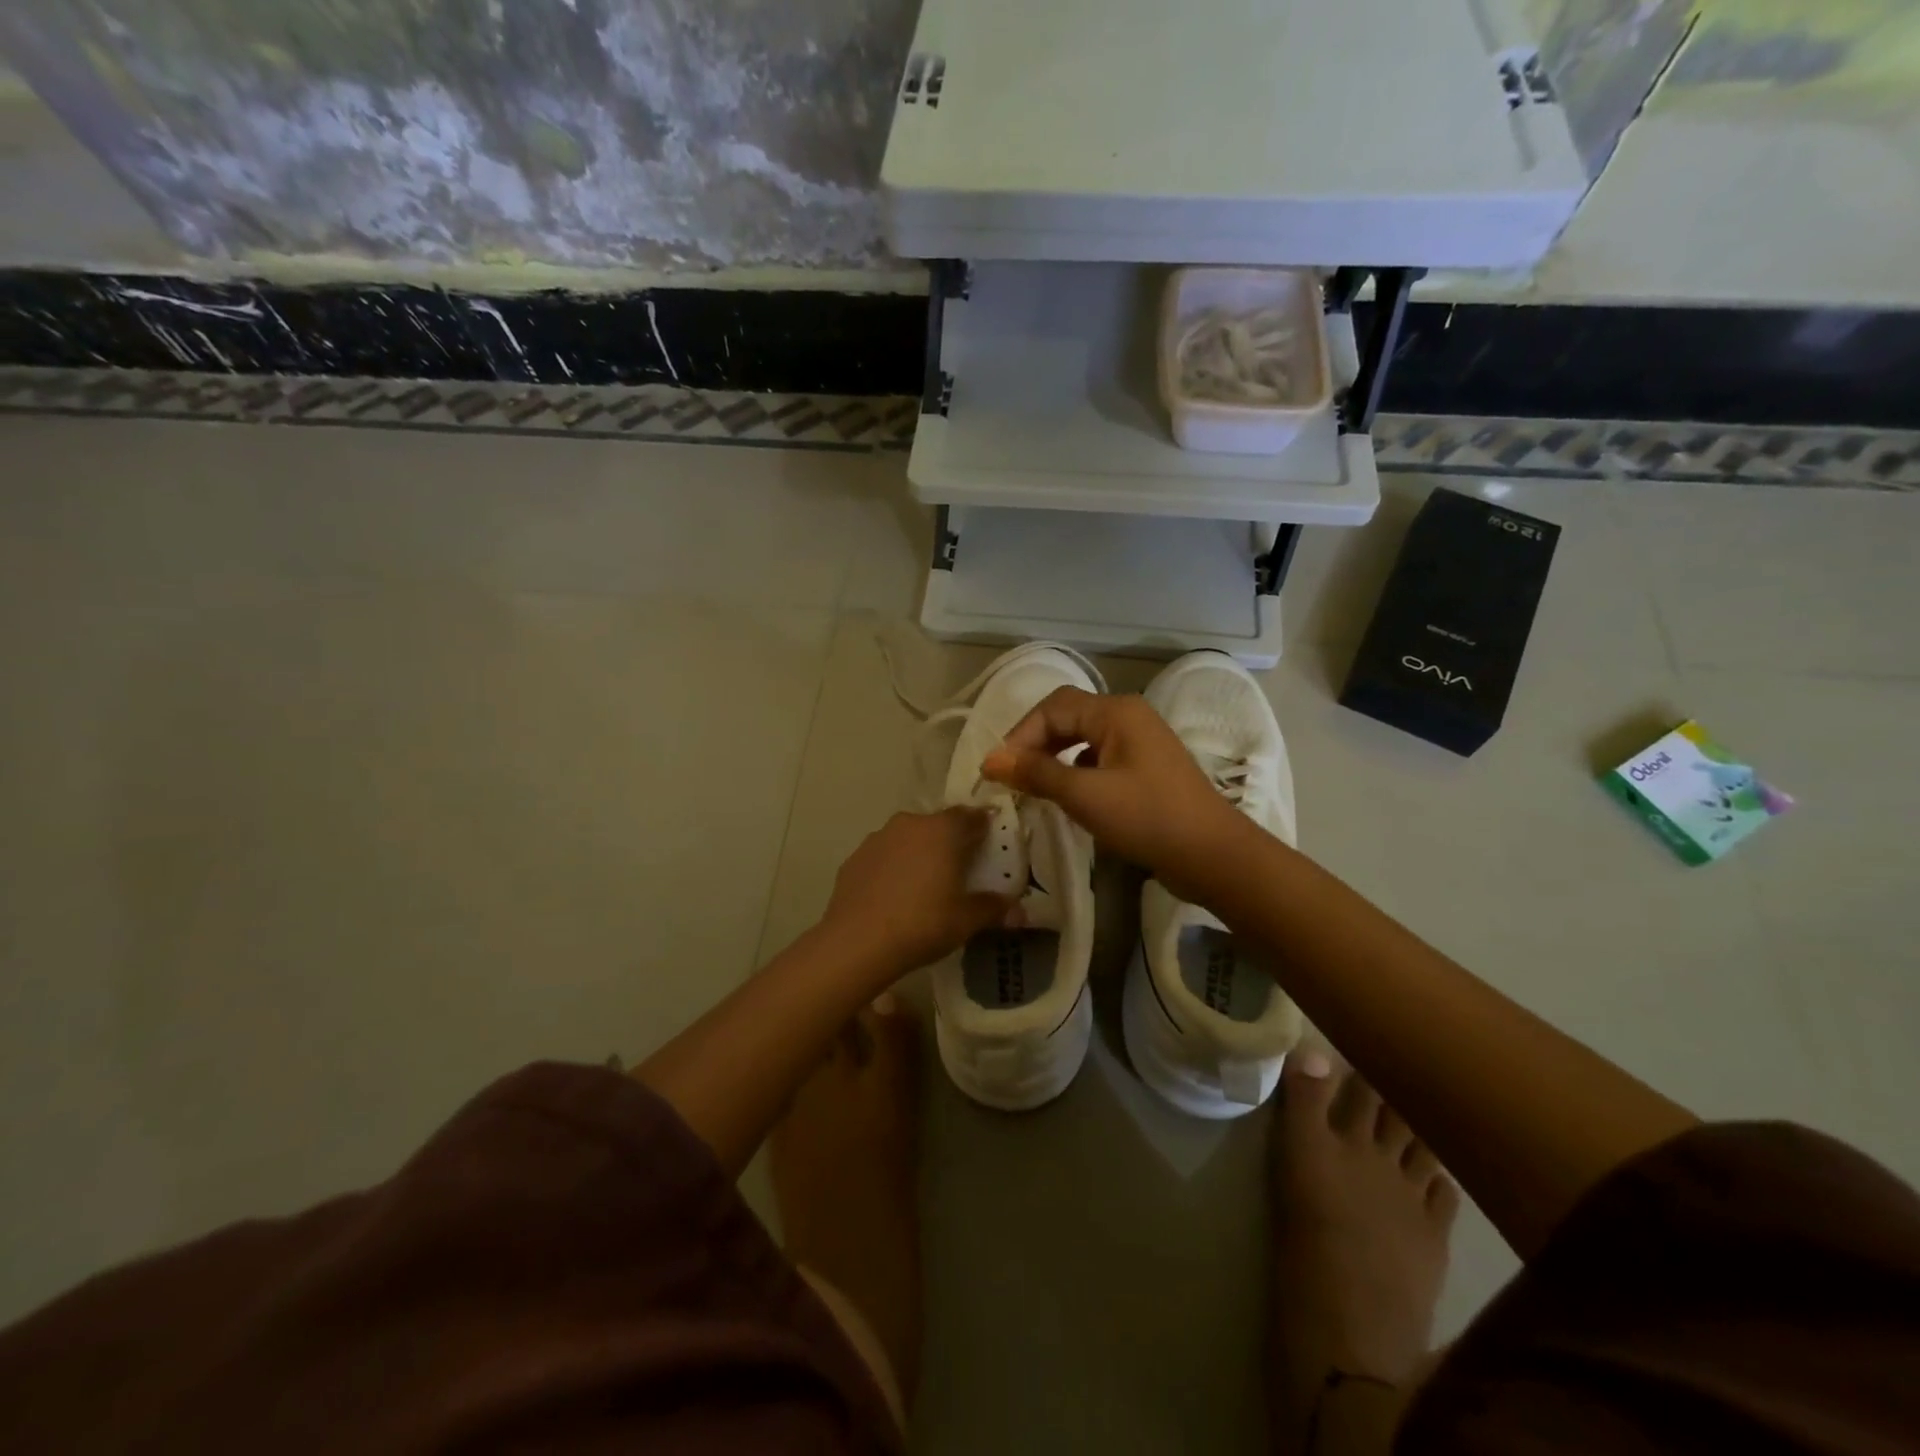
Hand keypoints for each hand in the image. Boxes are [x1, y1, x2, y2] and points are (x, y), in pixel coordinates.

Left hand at [819, 808, 1017, 977]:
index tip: (991, 841)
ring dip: (920, 851)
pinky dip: (894, 867)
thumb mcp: (967, 920)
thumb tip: (1018, 910)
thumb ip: (993, 909)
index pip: (972, 816)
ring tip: (926, 883)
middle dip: (951, 840)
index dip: (984, 826)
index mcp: (943, 830)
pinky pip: (885, 855)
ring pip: (909, 838)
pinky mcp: (855, 857)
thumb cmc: (923, 924)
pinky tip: (895, 894)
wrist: (857, 942)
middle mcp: (911, 823)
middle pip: (938, 825)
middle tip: (961, 867)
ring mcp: (878, 838)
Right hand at [981, 687, 1249, 899]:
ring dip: (1053, 758)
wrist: (1213, 855)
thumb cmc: (1147, 818)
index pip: (1053, 708)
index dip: (1020, 734)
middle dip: (1034, 743)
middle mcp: (1128, 717)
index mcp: (1116, 712)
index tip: (998, 771)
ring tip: (1032, 786)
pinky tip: (1067, 796)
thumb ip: (1036, 773)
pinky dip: (1075, 772)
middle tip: (1011, 777)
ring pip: (1082, 739)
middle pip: (1067, 718)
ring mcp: (1140, 743)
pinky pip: (1098, 759)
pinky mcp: (1145, 769)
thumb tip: (990, 760)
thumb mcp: (1085, 795)